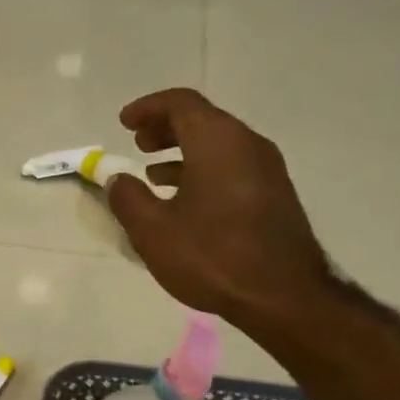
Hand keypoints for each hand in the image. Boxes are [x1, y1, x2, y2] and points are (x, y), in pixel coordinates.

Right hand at [106, 89, 331, 326]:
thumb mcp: (153, 230)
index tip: (123, 122)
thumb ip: (128, 198)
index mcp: (217, 142)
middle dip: (165, 128)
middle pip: (202, 119)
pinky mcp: (273, 195)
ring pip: (218, 145)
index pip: (181, 103)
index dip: (148, 108)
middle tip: (137, 144)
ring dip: (183, 151)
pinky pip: (231, 166)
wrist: (283, 296)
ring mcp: (266, 169)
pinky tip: (184, 201)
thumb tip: (116, 178)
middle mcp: (247, 145)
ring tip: (153, 174)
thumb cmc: (211, 256)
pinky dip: (202, 170)